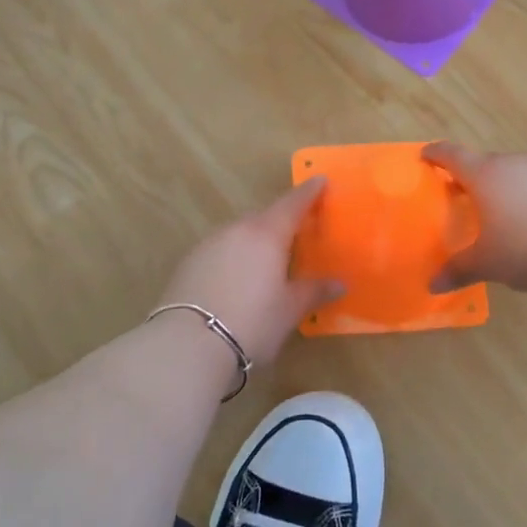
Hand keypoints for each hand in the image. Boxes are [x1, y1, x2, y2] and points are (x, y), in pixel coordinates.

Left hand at [157, 179, 342, 368]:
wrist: (187, 345)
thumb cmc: (252, 322)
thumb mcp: (290, 310)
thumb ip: (314, 291)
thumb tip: (339, 283)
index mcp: (267, 233)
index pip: (293, 203)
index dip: (309, 192)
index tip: (320, 180)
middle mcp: (237, 230)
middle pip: (265, 217)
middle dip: (282, 220)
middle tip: (298, 232)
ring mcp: (209, 244)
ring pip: (240, 233)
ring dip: (256, 241)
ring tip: (268, 262)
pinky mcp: (188, 263)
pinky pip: (221, 250)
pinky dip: (235, 257)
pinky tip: (238, 280)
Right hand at [423, 142, 526, 294]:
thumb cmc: (526, 248)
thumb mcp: (487, 263)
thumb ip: (458, 269)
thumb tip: (432, 285)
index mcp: (485, 175)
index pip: (453, 155)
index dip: (437, 154)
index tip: (426, 155)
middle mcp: (512, 164)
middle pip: (484, 162)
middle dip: (469, 175)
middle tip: (459, 192)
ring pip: (513, 170)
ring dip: (500, 183)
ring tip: (496, 207)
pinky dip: (526, 193)